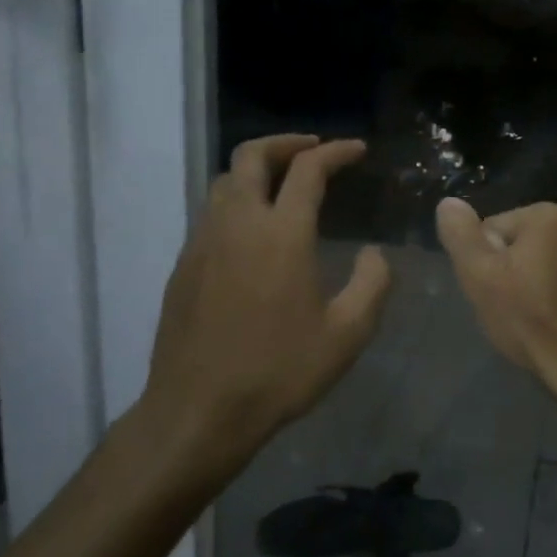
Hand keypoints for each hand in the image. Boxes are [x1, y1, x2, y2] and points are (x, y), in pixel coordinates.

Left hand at [144, 135, 390, 485]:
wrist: (198, 413)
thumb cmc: (280, 371)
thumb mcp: (348, 333)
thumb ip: (372, 283)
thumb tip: (373, 253)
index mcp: (282, 234)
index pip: (308, 170)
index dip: (336, 152)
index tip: (357, 150)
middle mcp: (238, 225)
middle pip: (252, 156)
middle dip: (286, 143)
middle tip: (315, 149)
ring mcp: (203, 244)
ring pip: (225, 182)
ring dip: (258, 170)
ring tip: (287, 184)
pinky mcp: (183, 267)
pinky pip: (211, 213)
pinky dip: (239, 201)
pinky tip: (257, 232)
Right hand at [435, 198, 556, 432]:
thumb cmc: (532, 322)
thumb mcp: (481, 280)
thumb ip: (462, 237)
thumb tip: (450, 202)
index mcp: (546, 216)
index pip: (497, 229)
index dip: (489, 262)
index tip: (496, 293)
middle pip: (532, 242)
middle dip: (522, 267)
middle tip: (519, 308)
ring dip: (552, 277)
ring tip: (547, 317)